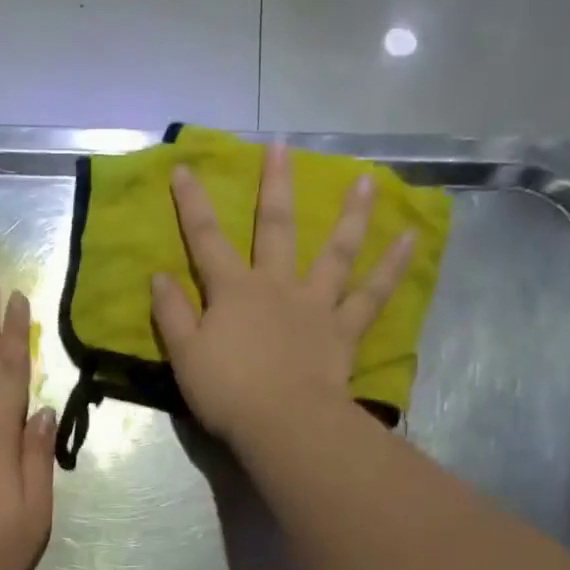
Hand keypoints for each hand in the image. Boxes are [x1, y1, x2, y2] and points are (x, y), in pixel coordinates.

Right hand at [151, 141, 415, 447]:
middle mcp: (277, 286)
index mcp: (234, 292)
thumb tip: (159, 276)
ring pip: (335, 251)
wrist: (283, 422)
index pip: (206, 240)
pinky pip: (372, 294)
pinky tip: (410, 239)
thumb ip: (171, 314)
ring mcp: (315, 304)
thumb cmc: (228, 392)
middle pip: (276, 228)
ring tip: (367, 180)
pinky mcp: (343, 329)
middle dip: (275, 186)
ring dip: (351, 215)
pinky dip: (392, 267)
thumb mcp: (184, 356)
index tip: (185, 168)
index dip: (192, 205)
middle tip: (282, 146)